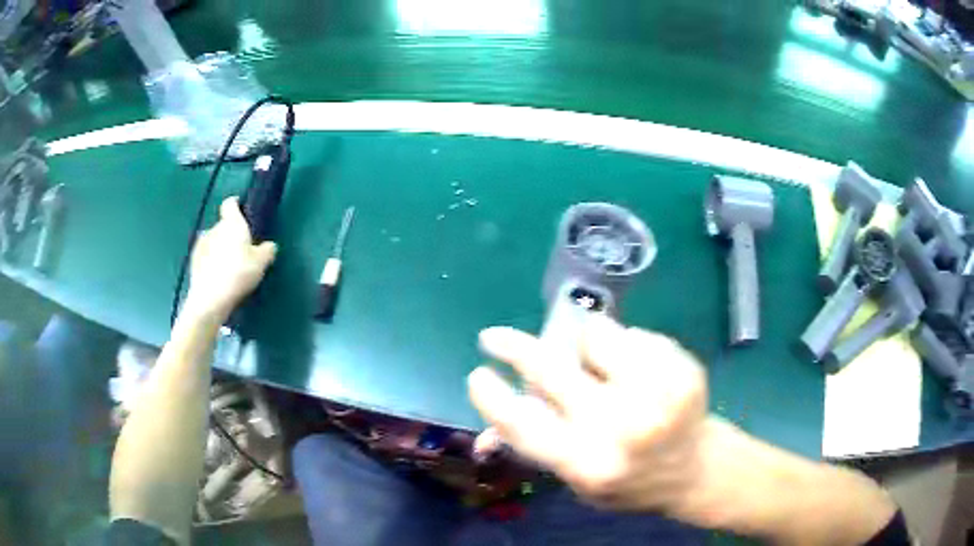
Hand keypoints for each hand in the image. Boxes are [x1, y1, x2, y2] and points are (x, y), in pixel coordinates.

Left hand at [185, 197, 276, 318]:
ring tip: (229, 267)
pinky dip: (211, 262)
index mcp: (231, 223)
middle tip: (242, 251)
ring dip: (220, 249)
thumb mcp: (261, 263)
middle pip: (223, 225)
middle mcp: (214, 228)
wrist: (210, 299)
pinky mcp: (193, 261)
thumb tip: (269, 246)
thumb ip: (267, 250)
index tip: (243, 212)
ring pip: (213, 241)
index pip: (231, 204)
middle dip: (230, 234)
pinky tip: (218, 277)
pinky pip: (205, 256)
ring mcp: (201, 244)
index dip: (237, 205)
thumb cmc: (237, 274)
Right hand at [468, 316, 712, 519]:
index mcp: (588, 463)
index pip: (522, 424)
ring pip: (595, 335)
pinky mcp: (684, 368)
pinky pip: (634, 333)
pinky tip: (640, 372)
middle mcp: (620, 427)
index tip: (478, 374)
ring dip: (584, 346)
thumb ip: (537, 450)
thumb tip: (482, 440)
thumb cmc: (627, 479)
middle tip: (495, 338)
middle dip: (514, 348)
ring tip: (601, 368)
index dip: (491, 397)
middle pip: (551, 370)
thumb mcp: (578, 480)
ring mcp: (657, 393)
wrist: (696, 469)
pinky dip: (627, 347)